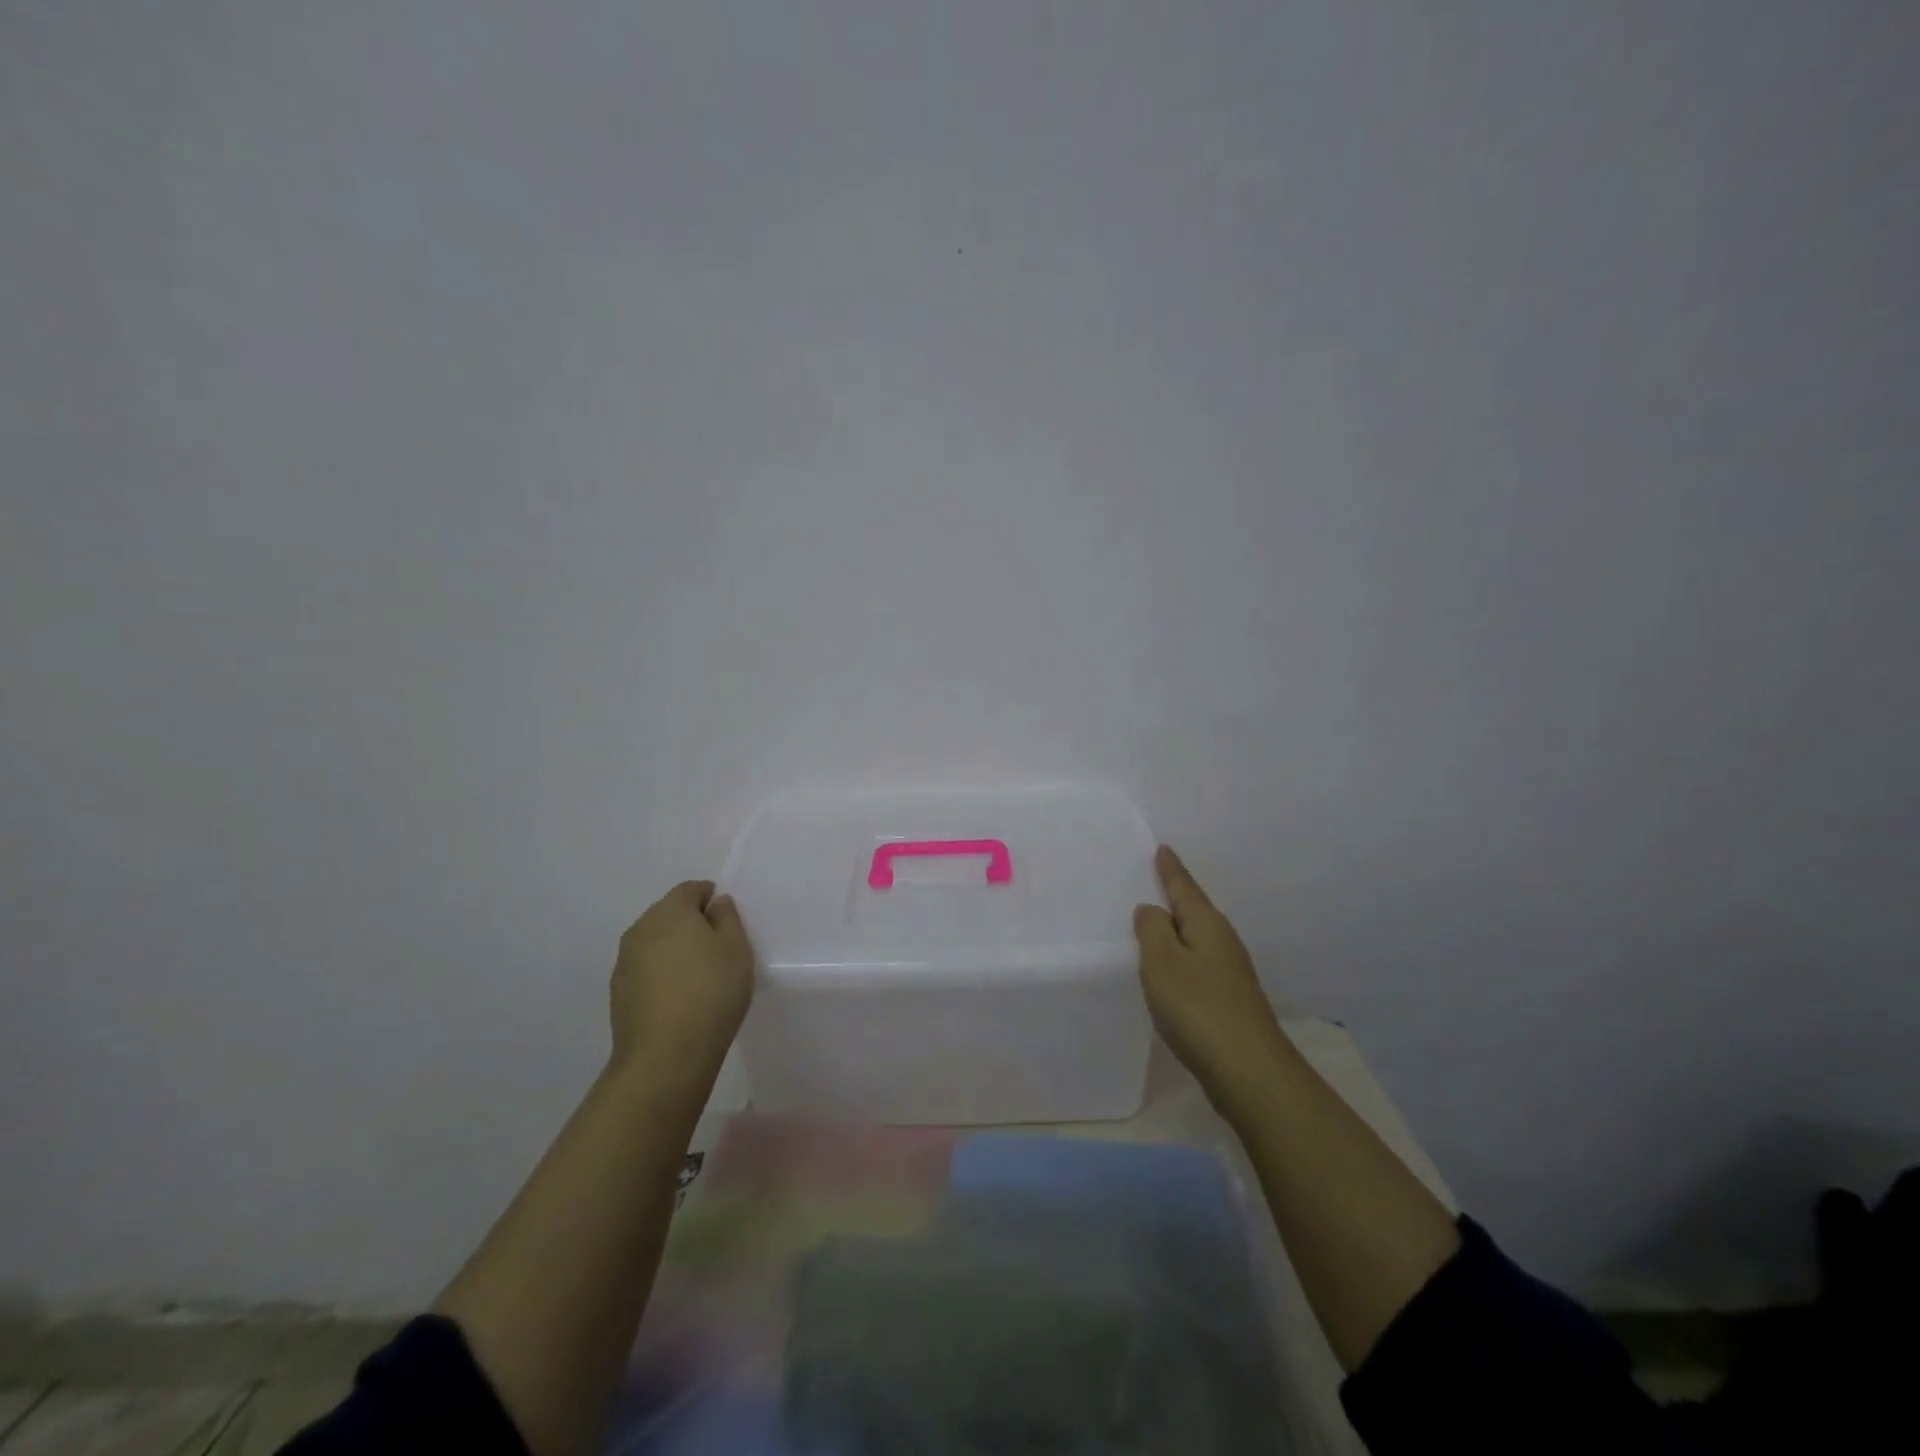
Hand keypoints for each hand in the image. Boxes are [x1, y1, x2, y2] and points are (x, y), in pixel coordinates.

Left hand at [609, 881, 754, 1089]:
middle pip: (669, 914)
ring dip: (674, 950)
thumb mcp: (737, 948)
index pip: (691, 889)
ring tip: (699, 976)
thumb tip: (715, 903)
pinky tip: (679, 998)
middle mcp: (640, 928)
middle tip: (717, 948)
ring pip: (655, 943)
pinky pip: (645, 970)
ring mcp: (624, 962)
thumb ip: (728, 918)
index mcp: (670, 911)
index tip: (728, 921)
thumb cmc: (711, 991)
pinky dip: (661, 974)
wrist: (666, 1056)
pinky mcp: (617, 992)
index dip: (711, 898)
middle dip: (691, 923)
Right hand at [1134, 846, 1286, 1098]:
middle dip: (1175, 896)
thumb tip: (1152, 910)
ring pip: (1197, 938)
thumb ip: (1152, 930)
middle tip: (1154, 879)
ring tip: (1156, 921)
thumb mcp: (1162, 962)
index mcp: (1207, 925)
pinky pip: (1198, 964)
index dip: (1170, 869)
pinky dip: (1181, 957)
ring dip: (1178, 929)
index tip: (1163, 848)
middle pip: (1195, 910)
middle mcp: (1223, 942)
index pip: (1184, 888)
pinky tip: (1172, 969)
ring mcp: (1230, 973)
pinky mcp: (1229, 1001)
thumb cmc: (1199, 1008)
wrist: (1250, 1071)